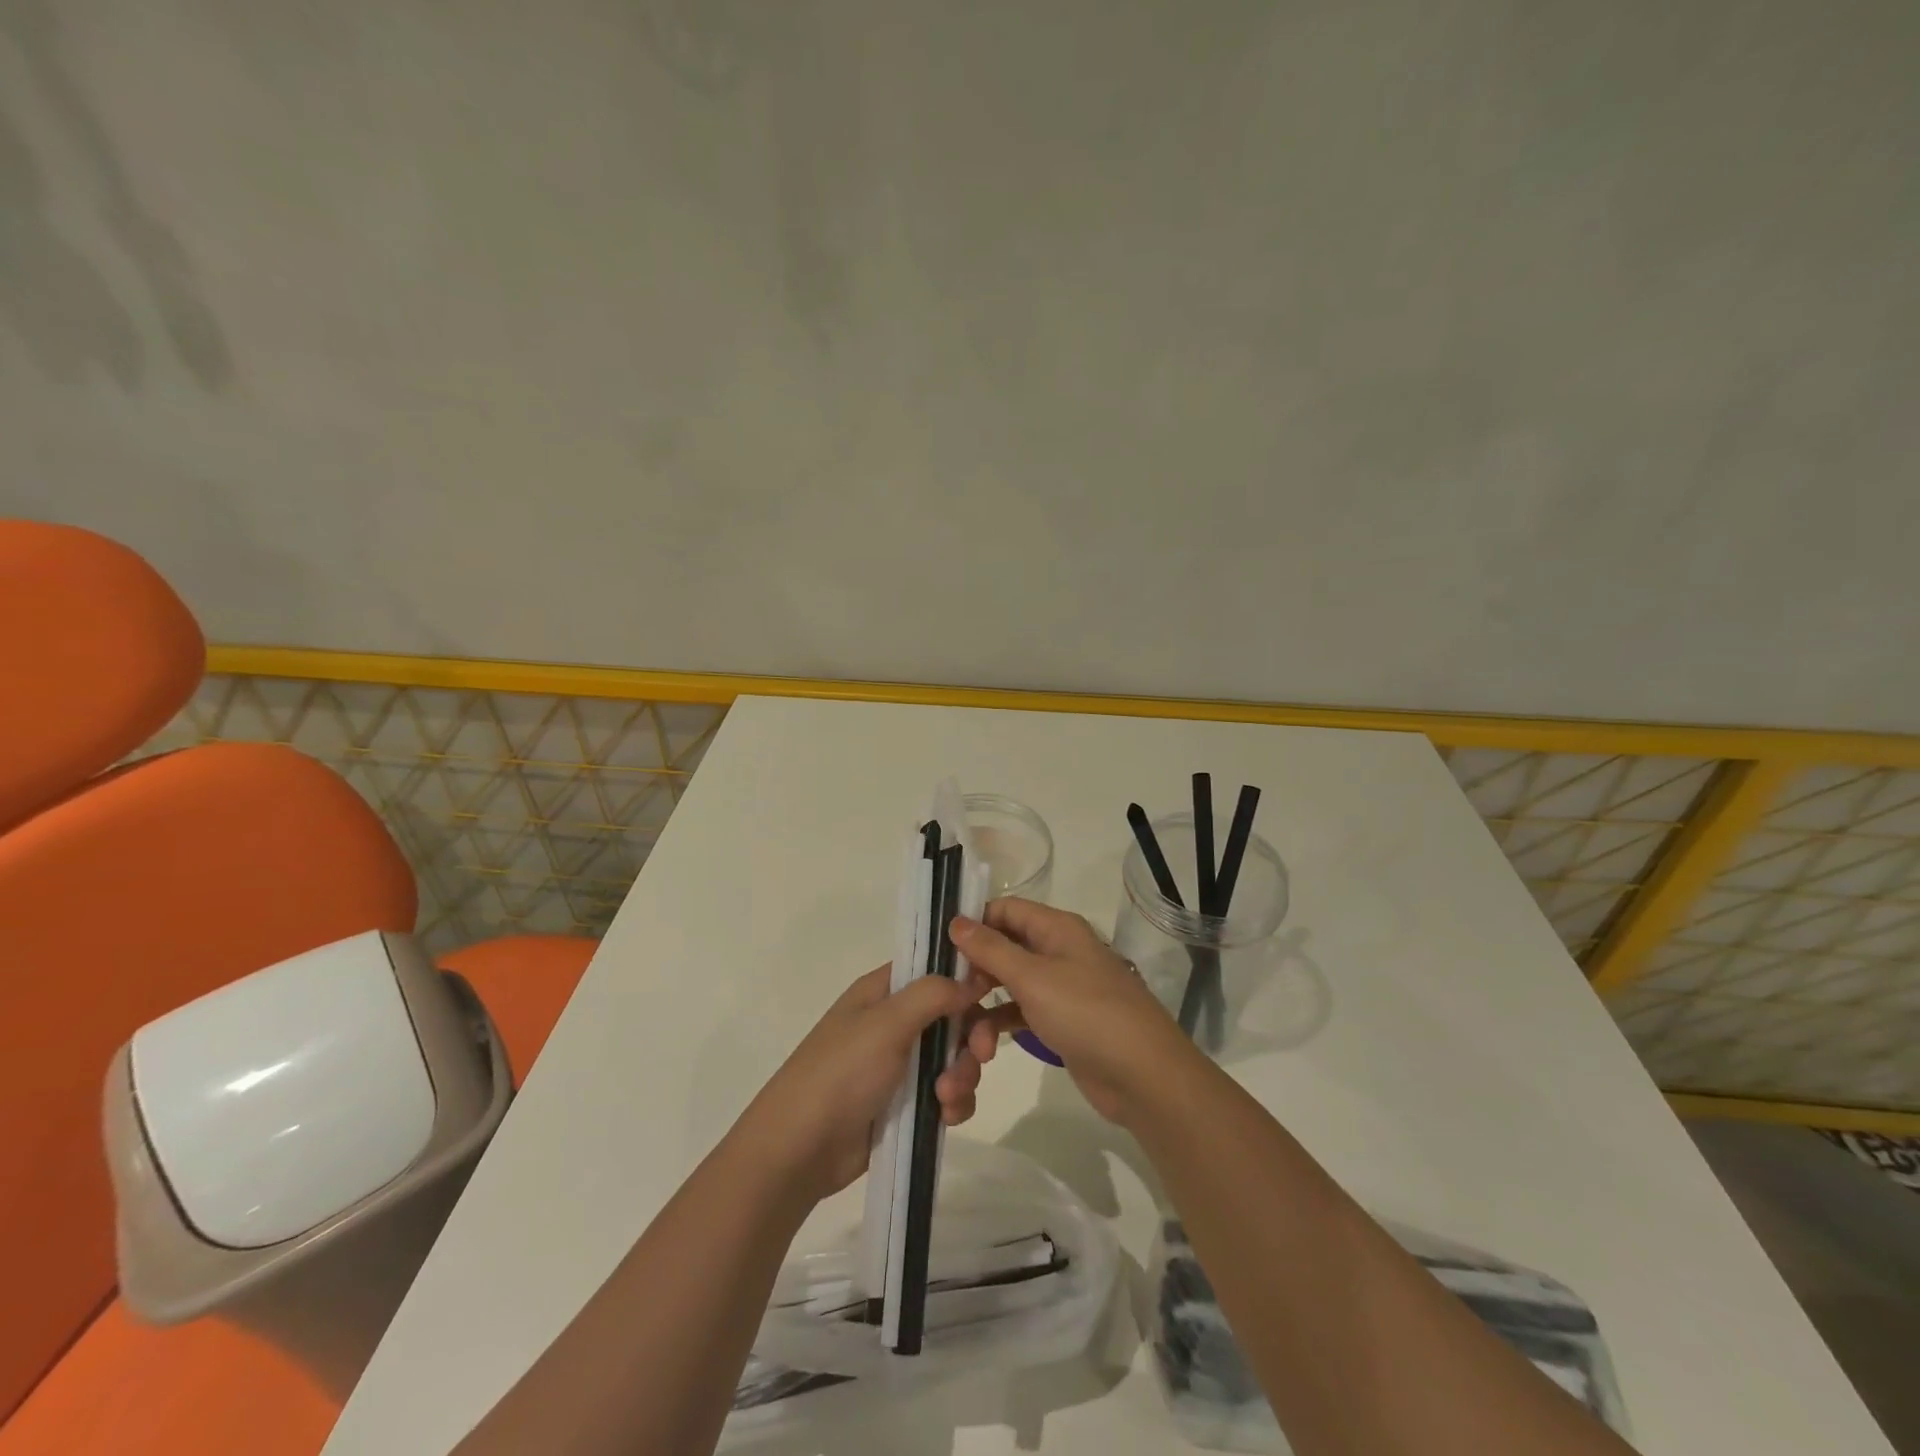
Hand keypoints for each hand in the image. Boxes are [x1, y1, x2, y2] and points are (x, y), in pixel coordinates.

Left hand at [740, 966, 990, 1201]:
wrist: (800, 1150)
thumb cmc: (841, 1073)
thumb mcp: (886, 1023)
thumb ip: (933, 994)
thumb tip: (973, 978)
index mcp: (883, 992)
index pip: (934, 969)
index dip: (965, 977)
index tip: (993, 992)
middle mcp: (894, 1021)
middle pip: (953, 1015)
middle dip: (971, 1035)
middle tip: (981, 1054)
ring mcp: (901, 1064)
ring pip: (955, 1056)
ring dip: (962, 1074)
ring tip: (946, 1098)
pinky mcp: (907, 1103)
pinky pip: (948, 1092)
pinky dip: (954, 1102)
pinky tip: (946, 1117)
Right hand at [951, 898, 1197, 1126]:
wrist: (1143, 1076)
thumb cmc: (1086, 1014)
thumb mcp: (1033, 978)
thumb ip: (991, 949)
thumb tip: (956, 920)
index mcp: (1056, 928)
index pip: (1005, 909)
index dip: (973, 922)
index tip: (939, 947)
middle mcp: (1058, 950)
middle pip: (1005, 946)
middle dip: (975, 969)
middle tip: (947, 995)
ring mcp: (1061, 987)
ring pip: (1010, 983)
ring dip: (985, 1004)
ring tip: (966, 1034)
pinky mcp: (1061, 1021)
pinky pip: (1021, 1012)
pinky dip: (1002, 1023)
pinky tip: (983, 1045)